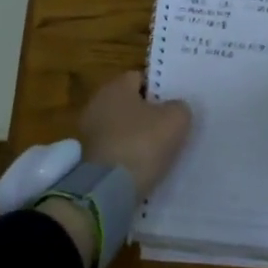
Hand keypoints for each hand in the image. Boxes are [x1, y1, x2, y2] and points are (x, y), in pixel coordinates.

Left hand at [79, 71, 192, 197]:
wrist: (108, 190)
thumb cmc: (142, 143)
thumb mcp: (176, 120)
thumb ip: (179, 107)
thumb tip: (175, 108)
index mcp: (115, 87)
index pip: (140, 78)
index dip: (160, 89)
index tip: (175, 104)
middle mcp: (97, 104)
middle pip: (130, 103)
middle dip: (148, 113)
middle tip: (171, 126)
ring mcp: (89, 132)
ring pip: (122, 128)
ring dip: (138, 136)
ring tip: (161, 150)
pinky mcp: (87, 158)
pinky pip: (115, 149)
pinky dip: (128, 155)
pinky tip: (144, 165)